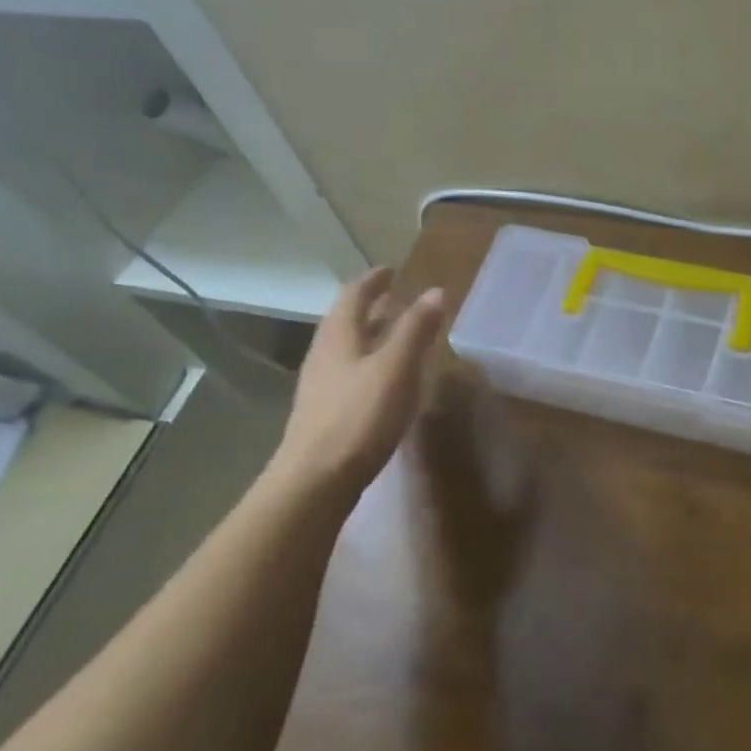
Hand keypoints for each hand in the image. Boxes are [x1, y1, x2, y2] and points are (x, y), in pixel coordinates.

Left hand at [264, 267, 445, 499]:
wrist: (315, 481)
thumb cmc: (359, 417)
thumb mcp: (396, 368)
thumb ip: (416, 329)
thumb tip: (435, 291)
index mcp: (339, 336)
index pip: (354, 295)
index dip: (373, 280)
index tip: (391, 270)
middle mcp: (324, 354)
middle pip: (345, 320)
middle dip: (370, 305)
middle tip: (395, 297)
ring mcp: (321, 385)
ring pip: (346, 347)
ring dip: (370, 333)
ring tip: (395, 333)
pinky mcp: (325, 412)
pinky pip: (349, 371)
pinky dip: (369, 360)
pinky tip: (384, 378)